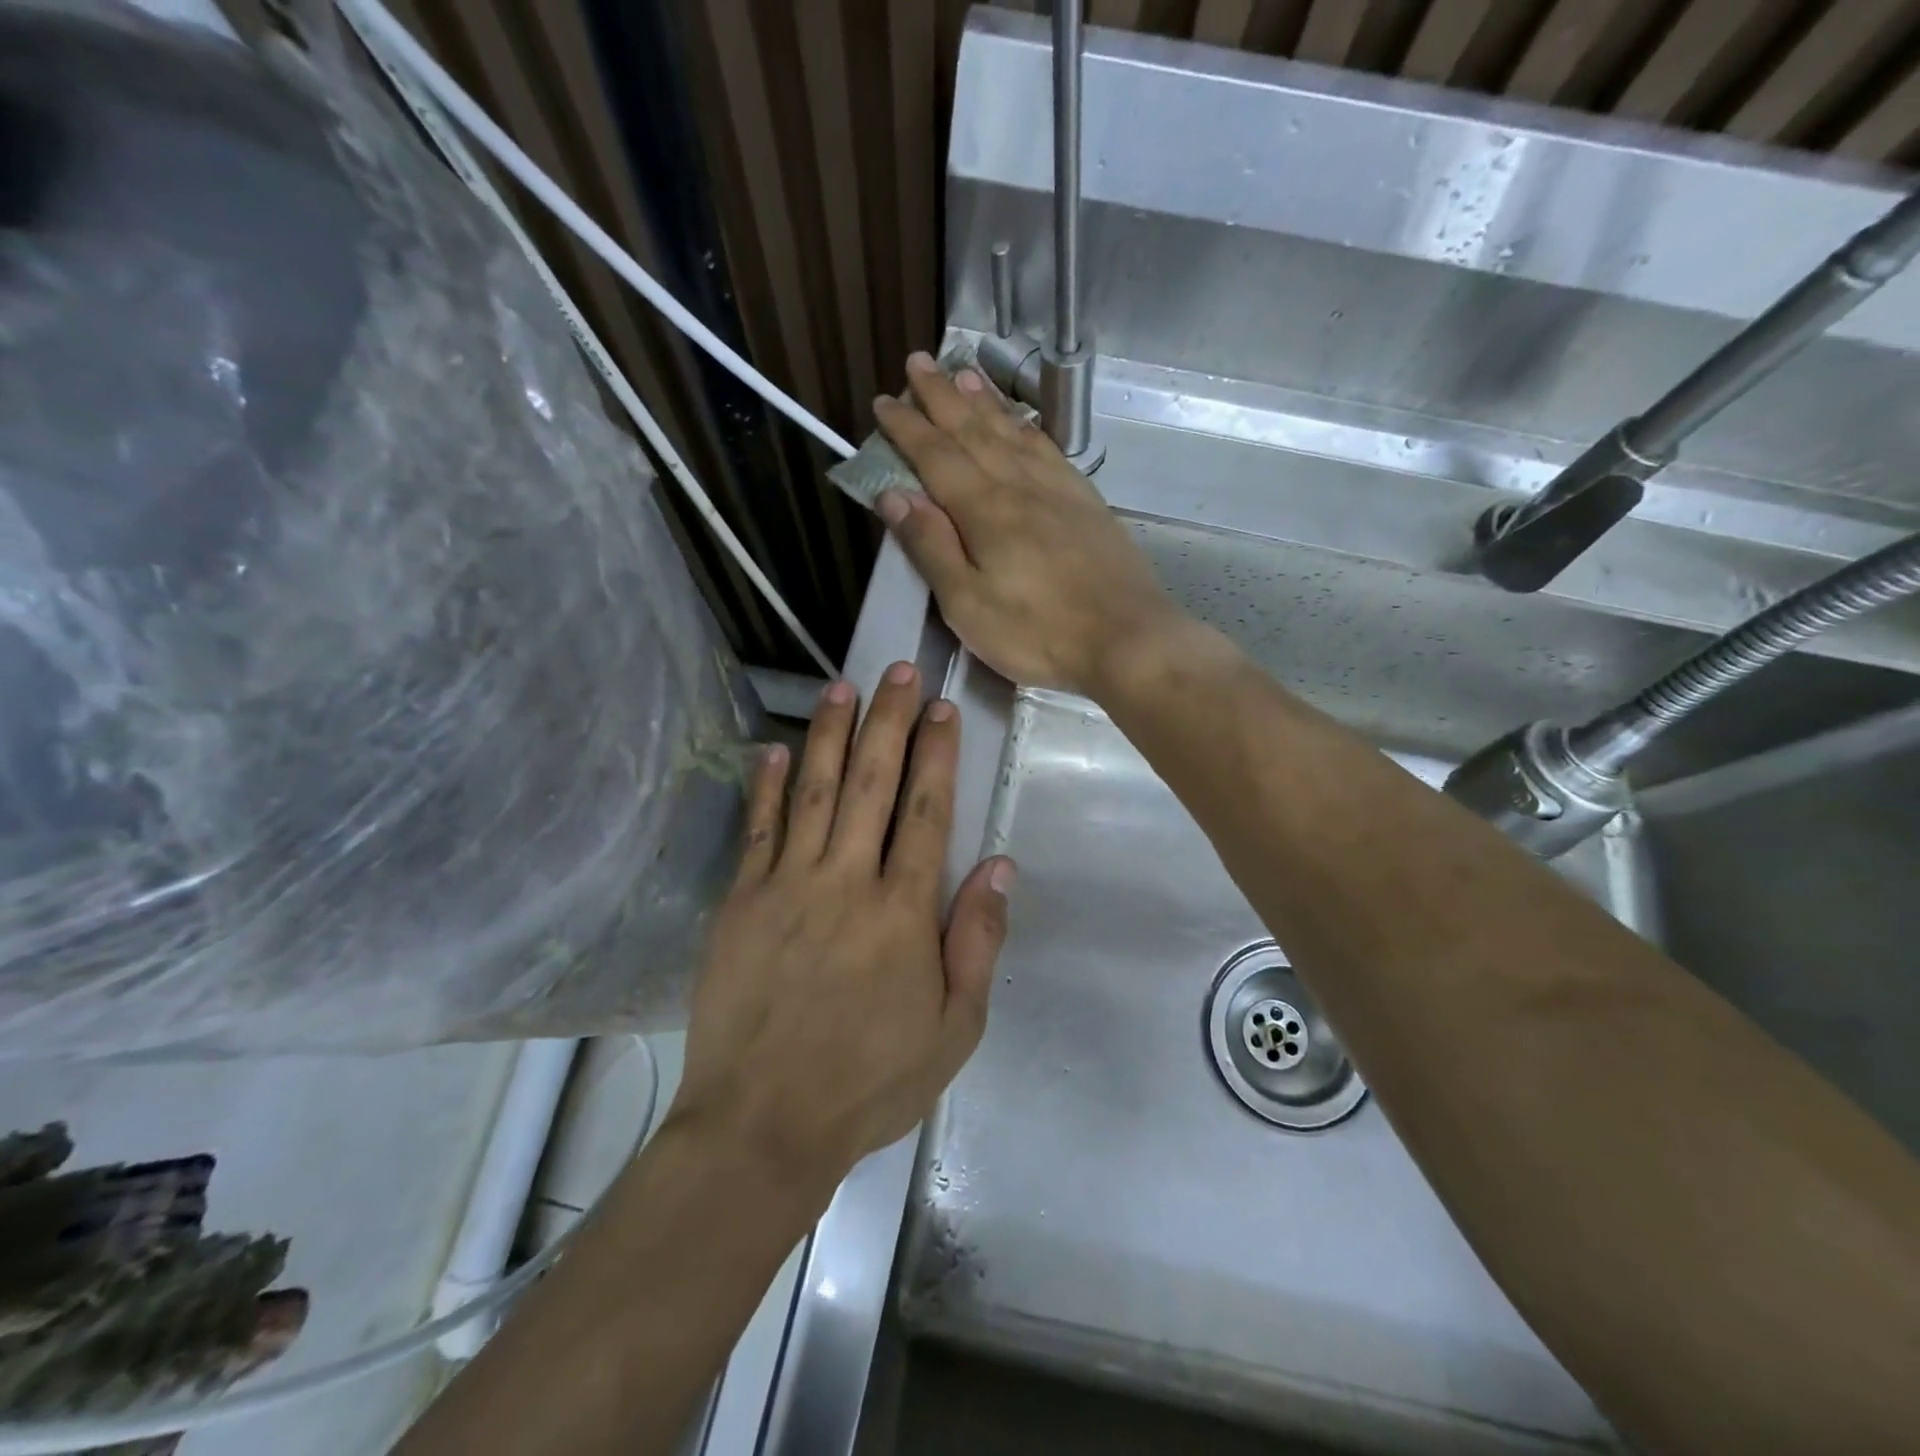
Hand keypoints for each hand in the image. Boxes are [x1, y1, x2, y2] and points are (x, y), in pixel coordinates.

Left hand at [668, 663, 1014, 1202]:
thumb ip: (978, 941)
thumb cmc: (870, 1080)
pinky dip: (765, 786)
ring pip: (812, 790)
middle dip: (889, 720)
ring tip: (843, 687)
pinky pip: (756, 830)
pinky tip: (773, 749)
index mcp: (902, 910)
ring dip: (829, 734)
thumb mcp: (954, 1028)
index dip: (937, 753)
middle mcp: (845, 880)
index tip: (942, 707)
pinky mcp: (740, 901)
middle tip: (899, 670)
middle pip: (870, 783)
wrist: (762, 1125)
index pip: (926, 810)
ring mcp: (785, 885)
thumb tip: (1001, 864)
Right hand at [872, 352, 1179, 694]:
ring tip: (964, 372)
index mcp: (985, 511)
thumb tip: (893, 495)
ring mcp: (1059, 491)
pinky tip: (1022, 423)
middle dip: (942, 396)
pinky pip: (1050, 450)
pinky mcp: (1087, 504)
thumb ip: (931, 547)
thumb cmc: (1038, 633)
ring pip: (1014, 433)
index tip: (883, 401)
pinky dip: (1028, 428)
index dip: (908, 427)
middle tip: (918, 362)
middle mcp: (1020, 487)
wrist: (1128, 640)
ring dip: (985, 402)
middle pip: (974, 431)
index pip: (936, 456)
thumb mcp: (968, 605)